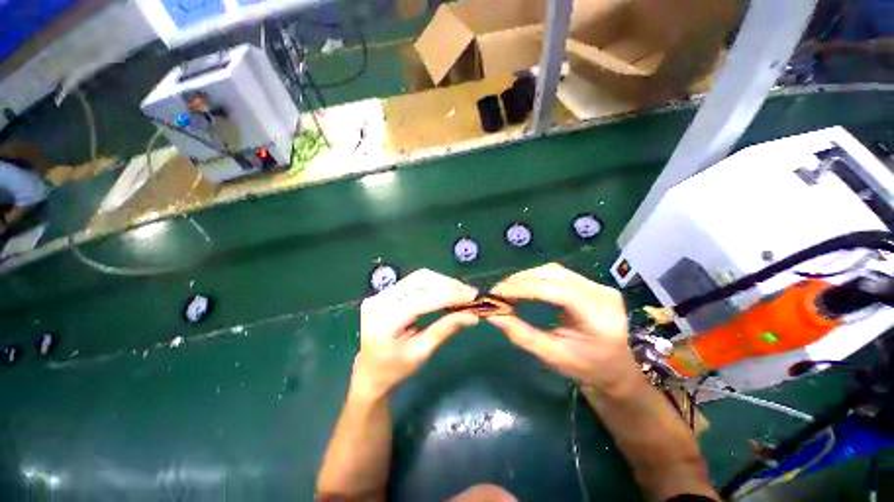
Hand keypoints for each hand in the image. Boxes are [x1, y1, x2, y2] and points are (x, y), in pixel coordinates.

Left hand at [353, 269, 479, 398]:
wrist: (369, 372)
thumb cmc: (395, 370)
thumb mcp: (421, 353)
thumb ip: (445, 330)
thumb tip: (472, 316)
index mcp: (385, 321)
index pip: (421, 300)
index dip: (449, 295)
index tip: (473, 295)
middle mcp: (379, 300)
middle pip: (420, 281)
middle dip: (448, 284)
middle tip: (470, 293)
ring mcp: (380, 293)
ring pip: (419, 277)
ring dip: (443, 282)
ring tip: (462, 292)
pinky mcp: (385, 291)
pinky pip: (414, 281)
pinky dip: (434, 284)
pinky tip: (447, 290)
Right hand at [488, 263, 641, 394]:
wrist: (616, 369)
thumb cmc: (585, 367)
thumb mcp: (551, 355)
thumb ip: (521, 334)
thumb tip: (492, 315)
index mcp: (597, 316)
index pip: (555, 291)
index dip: (523, 289)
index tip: (497, 293)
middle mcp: (600, 293)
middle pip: (553, 274)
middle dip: (521, 280)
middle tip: (499, 291)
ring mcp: (598, 286)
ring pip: (554, 271)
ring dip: (527, 277)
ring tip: (508, 289)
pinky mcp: (591, 284)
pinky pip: (558, 274)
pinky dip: (536, 278)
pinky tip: (524, 287)